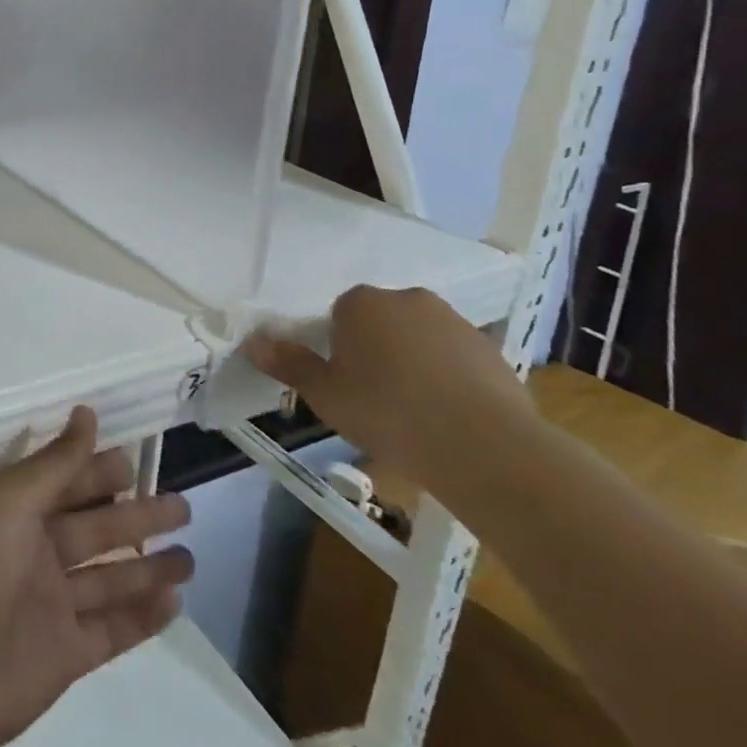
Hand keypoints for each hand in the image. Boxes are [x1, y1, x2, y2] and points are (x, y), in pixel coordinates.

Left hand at [0, 407, 192, 746]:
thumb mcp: (10, 503)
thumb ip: (55, 464)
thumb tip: (86, 412)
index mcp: (14, 513)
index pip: (65, 483)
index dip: (97, 471)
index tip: (136, 459)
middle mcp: (34, 554)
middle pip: (94, 529)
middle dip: (135, 515)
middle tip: (181, 505)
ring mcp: (52, 605)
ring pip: (109, 579)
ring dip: (147, 566)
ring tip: (190, 555)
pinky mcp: (67, 654)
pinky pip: (112, 628)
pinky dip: (142, 617)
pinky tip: (174, 602)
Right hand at [247, 285, 539, 500]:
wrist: (485, 447)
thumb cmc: (387, 412)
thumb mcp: (324, 394)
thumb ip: (289, 364)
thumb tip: (252, 342)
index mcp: (362, 302)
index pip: (338, 314)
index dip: (337, 347)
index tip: (341, 381)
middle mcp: (409, 300)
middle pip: (381, 322)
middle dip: (375, 350)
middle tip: (371, 396)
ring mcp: (456, 323)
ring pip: (420, 339)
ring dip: (414, 363)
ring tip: (412, 412)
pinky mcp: (494, 352)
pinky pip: (457, 361)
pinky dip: (449, 380)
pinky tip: (447, 417)